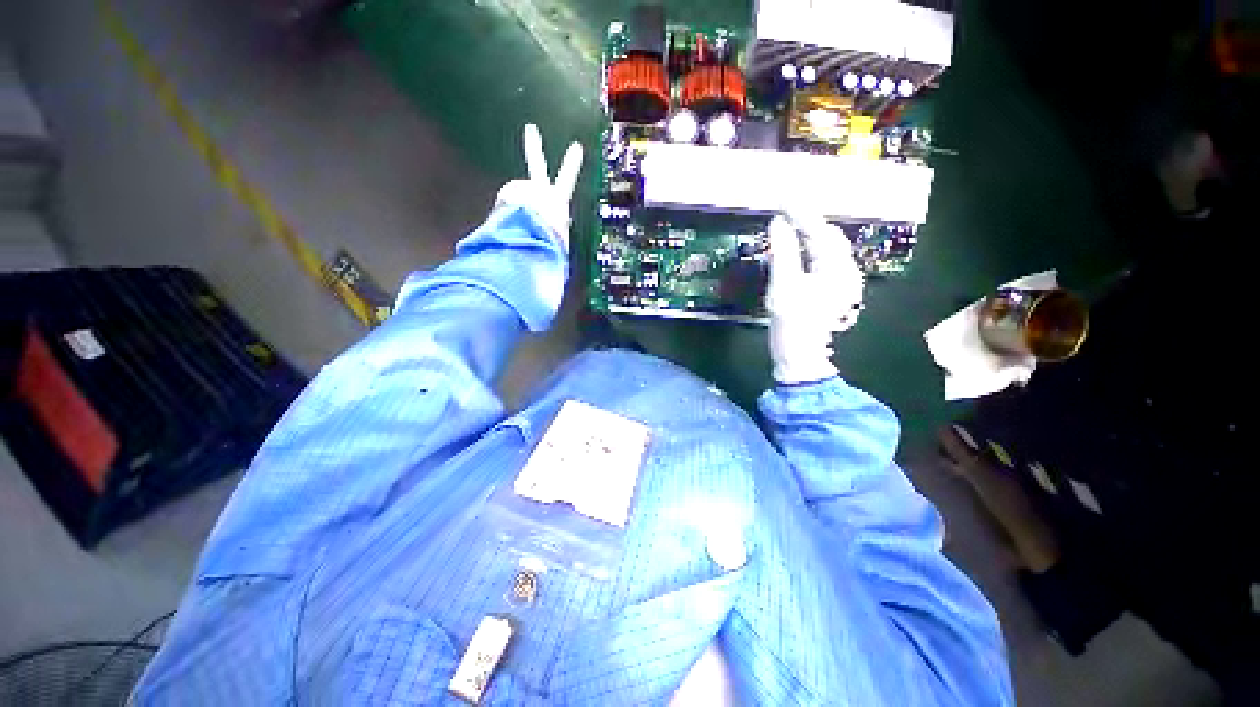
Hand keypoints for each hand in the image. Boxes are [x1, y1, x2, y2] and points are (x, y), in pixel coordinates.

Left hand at [494, 124, 583, 250]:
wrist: (533, 239)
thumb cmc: (551, 243)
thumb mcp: (560, 244)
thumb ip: (557, 239)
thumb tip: (554, 249)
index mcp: (558, 203)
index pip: (567, 179)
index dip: (572, 163)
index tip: (576, 146)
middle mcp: (539, 191)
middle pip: (536, 164)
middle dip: (533, 147)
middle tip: (530, 129)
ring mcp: (520, 191)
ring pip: (515, 198)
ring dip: (514, 208)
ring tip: (519, 227)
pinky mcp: (506, 196)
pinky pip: (504, 205)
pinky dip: (505, 214)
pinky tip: (509, 225)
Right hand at [765, 212, 865, 383]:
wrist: (799, 356)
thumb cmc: (793, 324)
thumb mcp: (784, 287)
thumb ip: (783, 252)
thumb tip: (778, 223)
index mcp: (838, 269)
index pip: (820, 233)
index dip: (801, 215)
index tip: (783, 201)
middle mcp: (845, 272)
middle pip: (827, 238)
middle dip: (807, 223)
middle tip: (784, 211)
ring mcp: (838, 282)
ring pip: (824, 250)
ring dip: (806, 236)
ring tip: (787, 225)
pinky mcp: (828, 291)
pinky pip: (819, 262)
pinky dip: (805, 252)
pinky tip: (792, 249)